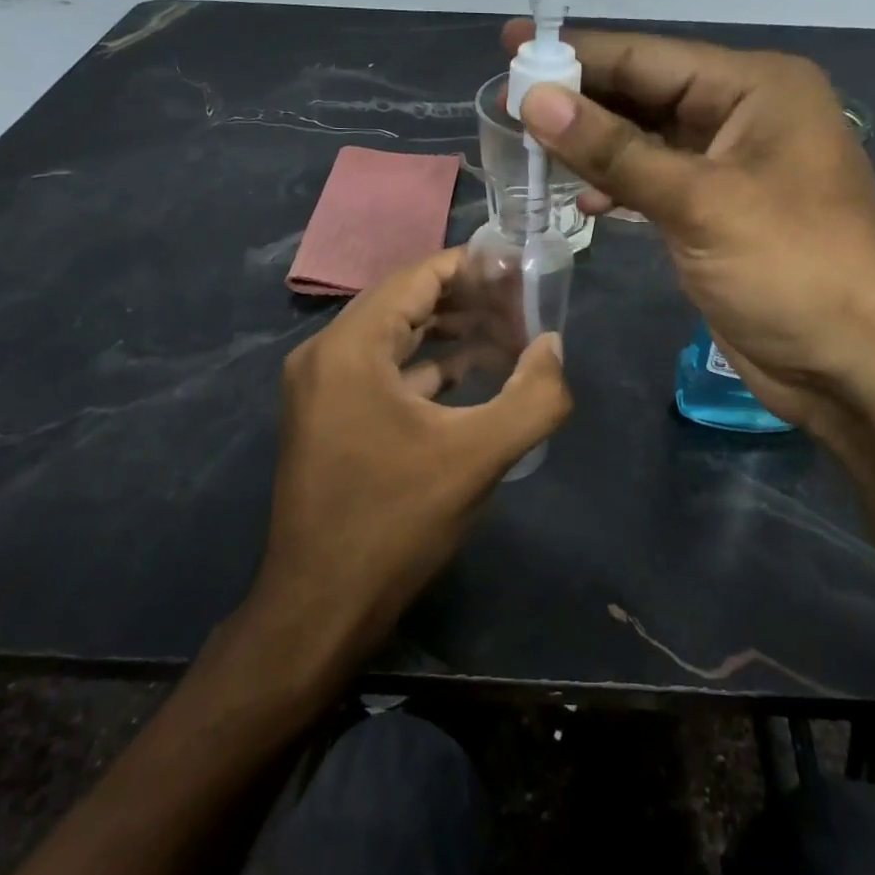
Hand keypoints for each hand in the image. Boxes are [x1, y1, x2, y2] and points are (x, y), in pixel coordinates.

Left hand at [253, 247, 570, 661]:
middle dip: (467, 299)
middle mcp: (326, 354)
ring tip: (508, 335)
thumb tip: (554, 347)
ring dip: (449, 332)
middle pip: (405, 301)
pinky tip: (471, 375)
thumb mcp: (478, 457)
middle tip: (522, 305)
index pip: (417, 277)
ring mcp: (322, 387)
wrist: (320, 607)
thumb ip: (533, 396)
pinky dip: (427, 366)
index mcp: (350, 348)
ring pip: (394, 336)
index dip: (472, 267)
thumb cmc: (395, 523)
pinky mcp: (328, 416)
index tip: (521, 272)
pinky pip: (383, 370)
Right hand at [503, 22, 874, 428]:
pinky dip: (618, 187)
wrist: (856, 367)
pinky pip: (655, 183)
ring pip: (646, 141)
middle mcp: (744, 116)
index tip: (510, 46)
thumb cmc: (792, 268)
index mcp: (756, 88)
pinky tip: (581, 199)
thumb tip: (534, 99)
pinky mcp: (716, 214)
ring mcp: (730, 168)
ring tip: (527, 148)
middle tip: (506, 100)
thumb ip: (614, 149)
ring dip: (592, 146)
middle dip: (579, 99)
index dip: (577, 53)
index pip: (649, 57)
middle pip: (645, 94)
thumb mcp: (699, 202)